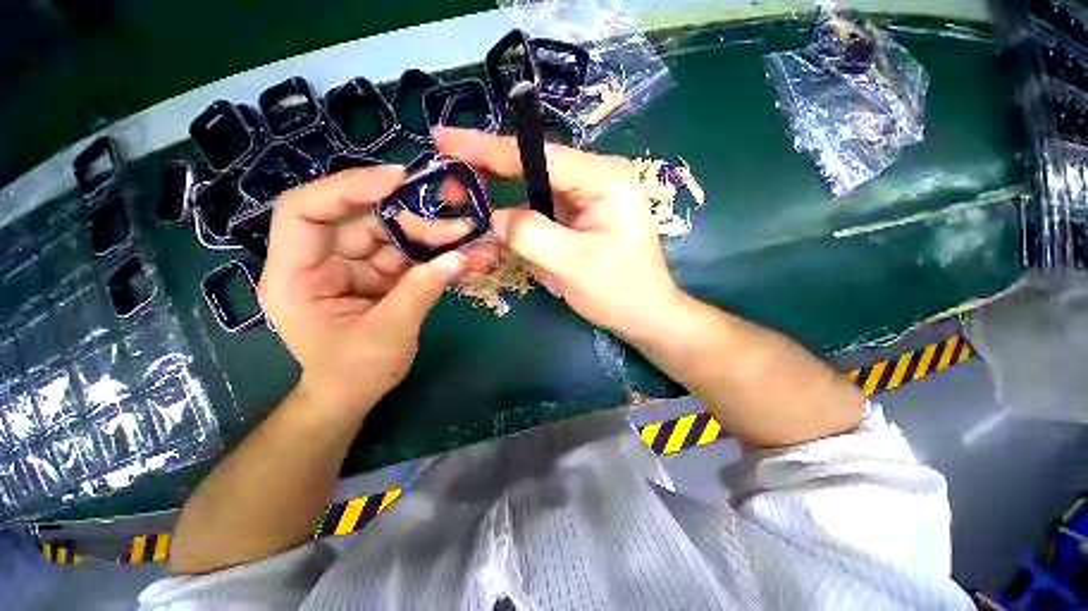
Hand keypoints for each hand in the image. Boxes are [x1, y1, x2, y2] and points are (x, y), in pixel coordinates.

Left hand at [259, 166, 495, 413]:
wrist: (353, 395)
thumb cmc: (354, 373)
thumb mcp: (388, 335)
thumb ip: (421, 292)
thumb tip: (460, 258)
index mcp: (297, 275)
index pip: (306, 212)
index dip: (348, 188)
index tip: (397, 181)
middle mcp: (320, 262)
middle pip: (363, 221)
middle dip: (412, 222)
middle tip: (457, 229)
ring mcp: (351, 267)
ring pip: (391, 236)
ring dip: (431, 239)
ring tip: (468, 244)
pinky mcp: (376, 275)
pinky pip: (406, 256)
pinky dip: (433, 257)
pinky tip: (460, 259)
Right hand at [435, 127, 682, 338]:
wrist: (645, 314)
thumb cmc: (619, 291)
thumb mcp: (573, 264)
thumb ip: (530, 234)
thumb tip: (495, 217)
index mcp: (603, 178)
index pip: (538, 155)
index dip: (488, 148)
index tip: (446, 138)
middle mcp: (596, 178)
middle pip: (534, 165)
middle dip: (490, 170)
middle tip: (449, 175)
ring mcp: (588, 198)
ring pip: (535, 187)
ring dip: (501, 194)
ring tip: (465, 197)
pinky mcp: (581, 217)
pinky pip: (543, 208)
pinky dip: (518, 215)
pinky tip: (498, 221)